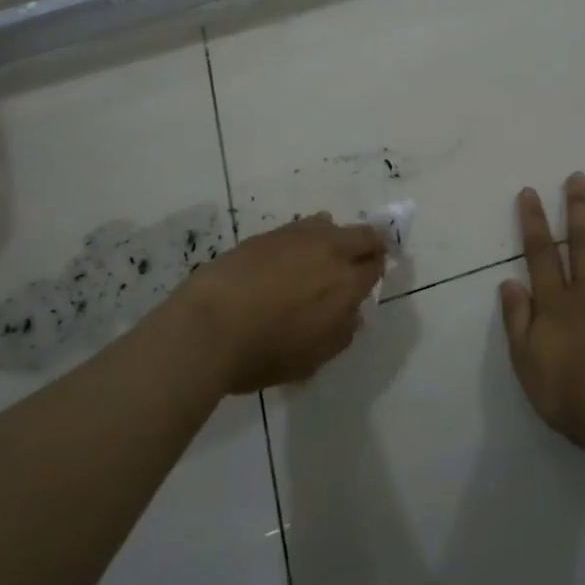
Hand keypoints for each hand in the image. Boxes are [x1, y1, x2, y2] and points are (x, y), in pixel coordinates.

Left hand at [173, 215, 384, 393]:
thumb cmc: (264, 353)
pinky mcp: (269, 234)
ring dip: (334, 237)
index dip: (375, 271)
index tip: (369, 279)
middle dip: (369, 244)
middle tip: (362, 257)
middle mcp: (330, 251)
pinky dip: (304, 239)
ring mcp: (298, 236)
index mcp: (347, 284)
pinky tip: (289, 258)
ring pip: (329, 224)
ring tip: (320, 256)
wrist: (209, 326)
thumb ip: (340, 333)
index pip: (375, 266)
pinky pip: (299, 228)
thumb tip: (352, 314)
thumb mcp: (312, 359)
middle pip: (363, 235)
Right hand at [499, 173, 584, 446]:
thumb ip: (517, 320)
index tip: (530, 192)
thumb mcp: (525, 360)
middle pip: (583, 246)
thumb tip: (509, 283)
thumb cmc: (566, 394)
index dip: (534, 223)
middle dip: (579, 210)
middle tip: (580, 177)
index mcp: (556, 305)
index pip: (541, 255)